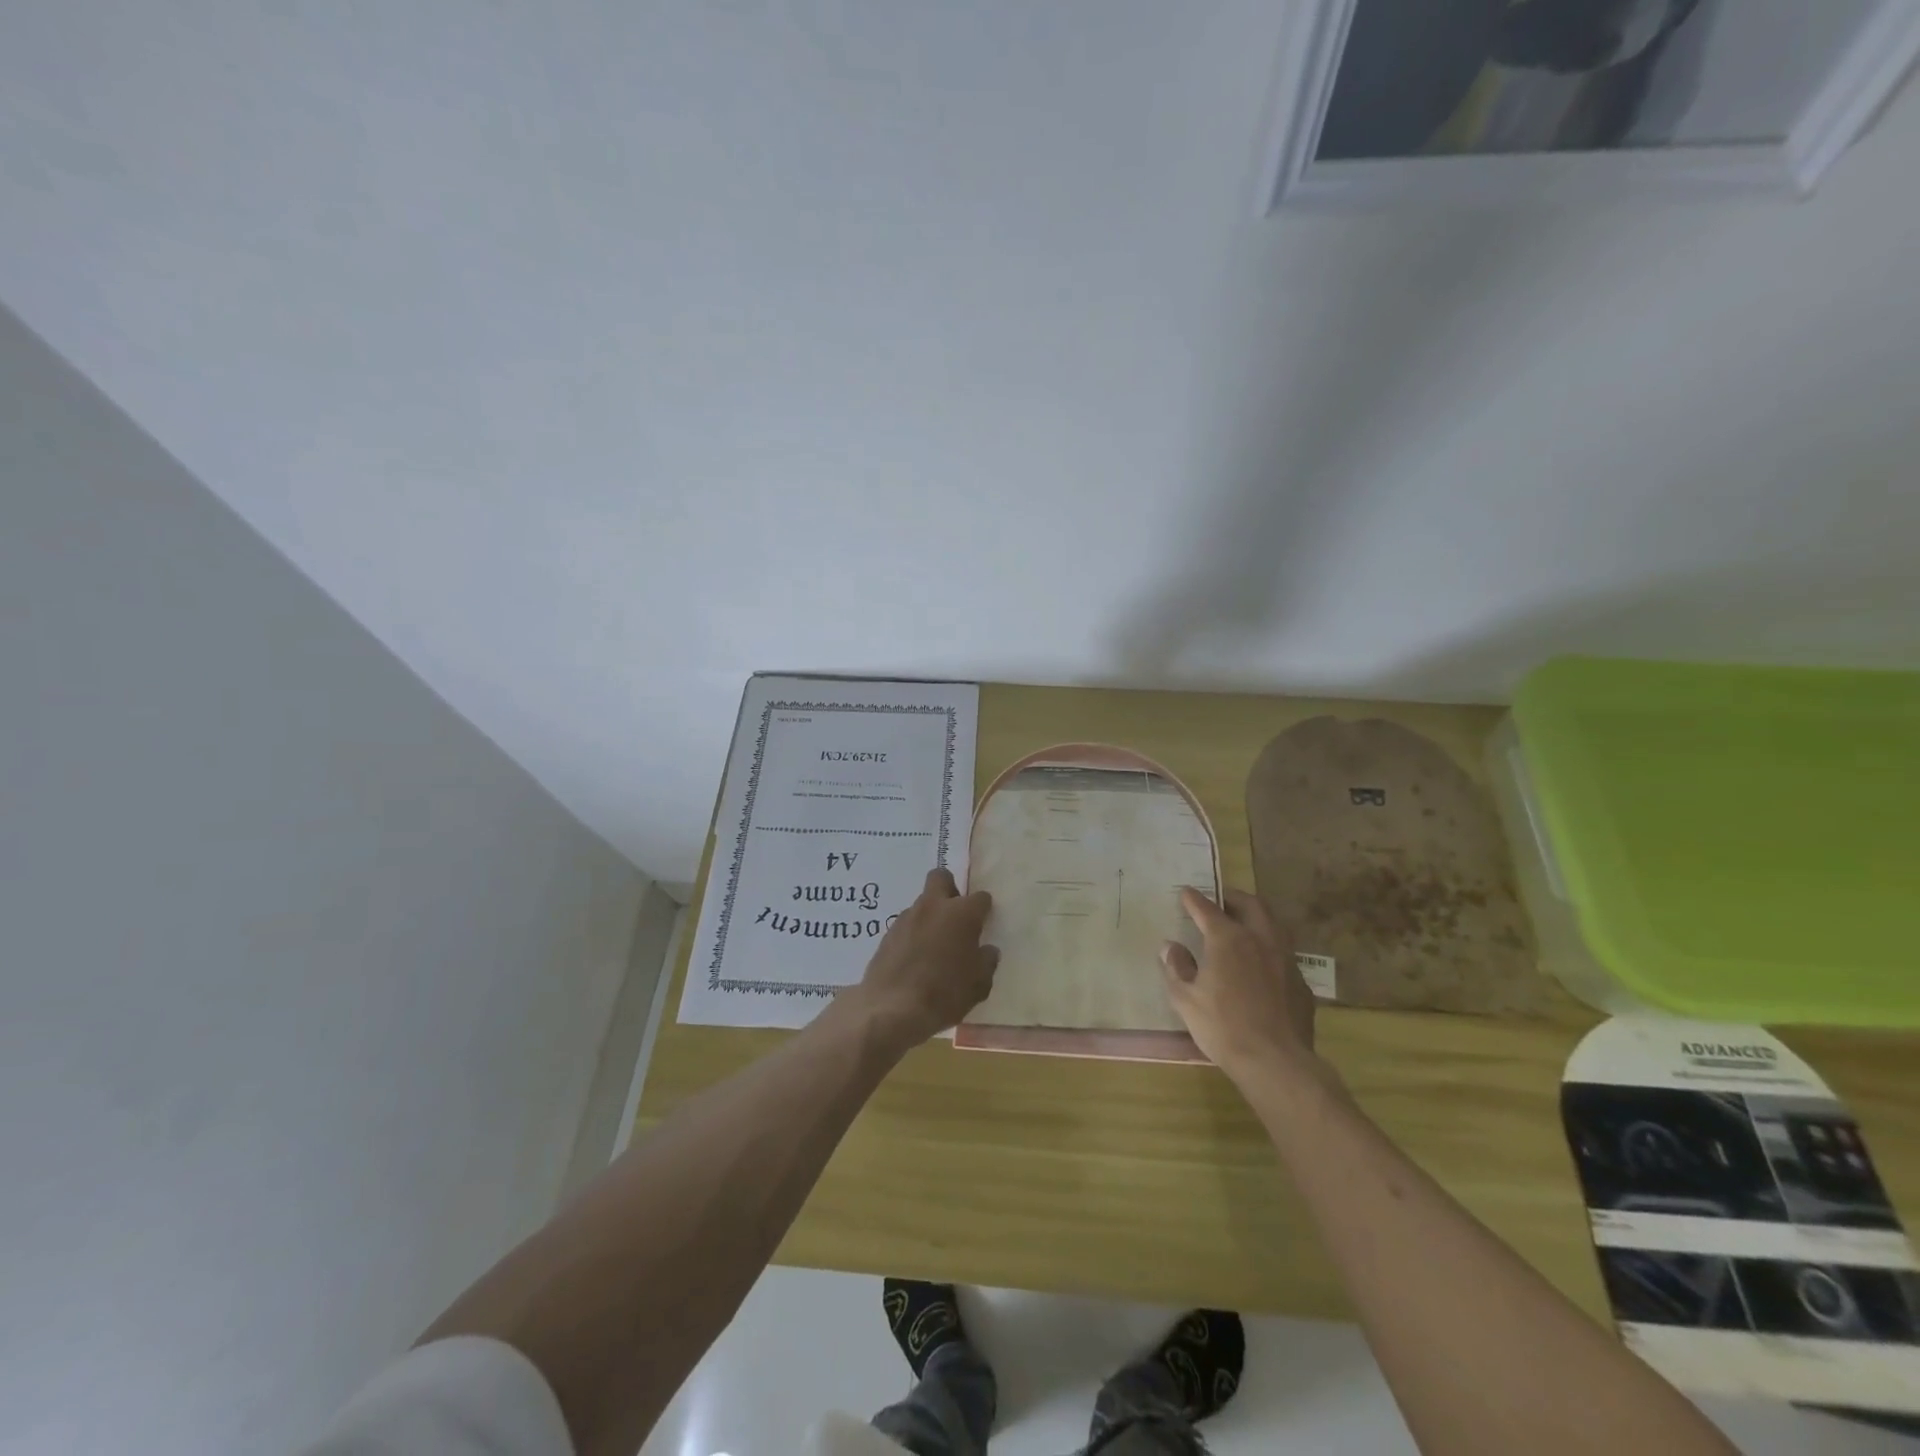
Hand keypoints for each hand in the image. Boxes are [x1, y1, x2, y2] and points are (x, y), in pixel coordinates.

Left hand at [845, 868, 998, 1050]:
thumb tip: (986, 951)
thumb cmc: (945, 994)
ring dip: (930, 916)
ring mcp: (907, 917)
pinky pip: (907, 925)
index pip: (980, 898)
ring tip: (934, 946)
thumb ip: (987, 962)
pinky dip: (914, 934)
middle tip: (956, 917)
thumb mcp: (979, 985)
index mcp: (961, 914)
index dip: (984, 909)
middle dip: (950, 890)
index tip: (984, 924)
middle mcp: (934, 907)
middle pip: (941, 878)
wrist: (893, 1009)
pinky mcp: (887, 933)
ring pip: (922, 903)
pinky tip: (915, 958)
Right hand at [1161, 887, 1316, 1077]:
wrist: (1276, 1061)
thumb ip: (1176, 968)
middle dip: (1233, 898)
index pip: (1207, 909)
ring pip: (1273, 924)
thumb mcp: (1185, 999)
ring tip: (1243, 926)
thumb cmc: (1223, 1027)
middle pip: (1251, 905)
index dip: (1193, 899)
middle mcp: (1260, 939)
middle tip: (1220, 901)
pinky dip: (1269, 948)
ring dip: (1256, 918)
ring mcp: (1285, 959)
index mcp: (1228, 939)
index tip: (1185, 892)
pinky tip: (1261, 965)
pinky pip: (1284, 953)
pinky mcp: (1300, 982)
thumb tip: (1170, 947)